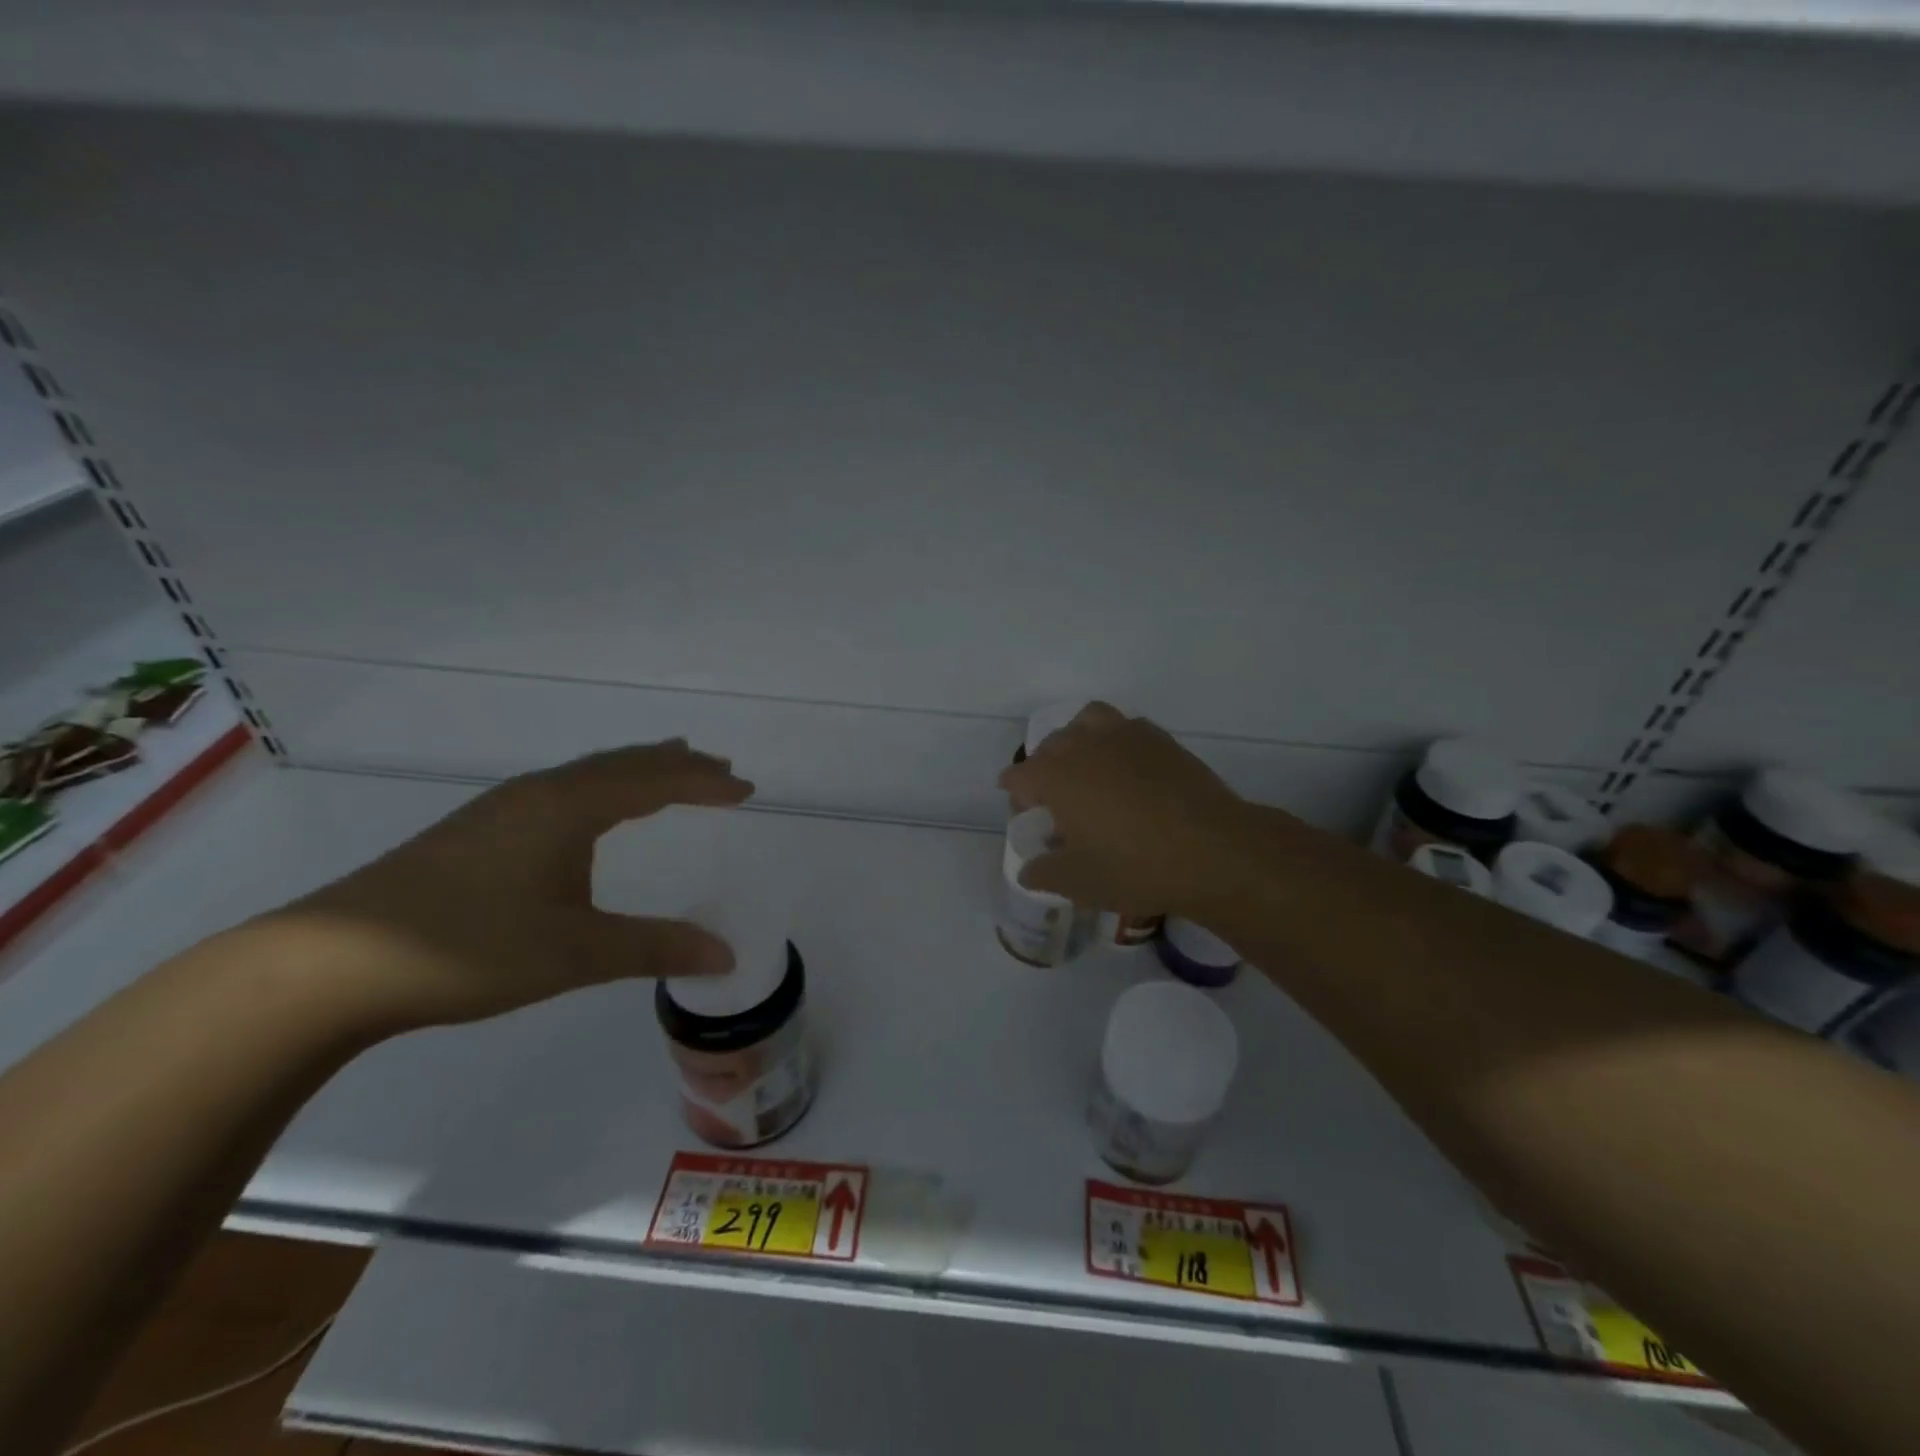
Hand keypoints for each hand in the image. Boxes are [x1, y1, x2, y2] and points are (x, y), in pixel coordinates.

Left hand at [262, 741, 753, 1030]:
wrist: (328, 965)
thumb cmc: (467, 948)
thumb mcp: (574, 953)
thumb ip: (654, 948)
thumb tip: (726, 956)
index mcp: (569, 807)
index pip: (655, 780)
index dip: (705, 782)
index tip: (747, 787)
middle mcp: (540, 794)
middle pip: (624, 764)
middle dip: (677, 766)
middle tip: (719, 770)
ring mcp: (502, 809)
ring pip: (589, 774)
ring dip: (637, 771)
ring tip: (670, 773)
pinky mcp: (477, 831)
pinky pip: (564, 790)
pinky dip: (603, 787)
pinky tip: (593, 812)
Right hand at [998, 703, 1258, 917]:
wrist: (1212, 851)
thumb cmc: (1134, 867)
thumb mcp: (1078, 883)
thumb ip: (1043, 873)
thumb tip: (1030, 870)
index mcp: (1056, 776)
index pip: (1018, 777)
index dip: (1016, 797)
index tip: (1027, 818)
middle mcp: (1084, 745)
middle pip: (1050, 746)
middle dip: (1044, 769)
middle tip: (1057, 804)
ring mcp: (1125, 736)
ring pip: (1087, 722)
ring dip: (1078, 740)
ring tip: (1088, 770)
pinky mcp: (1160, 739)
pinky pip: (1125, 728)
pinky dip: (1116, 742)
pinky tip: (1128, 772)